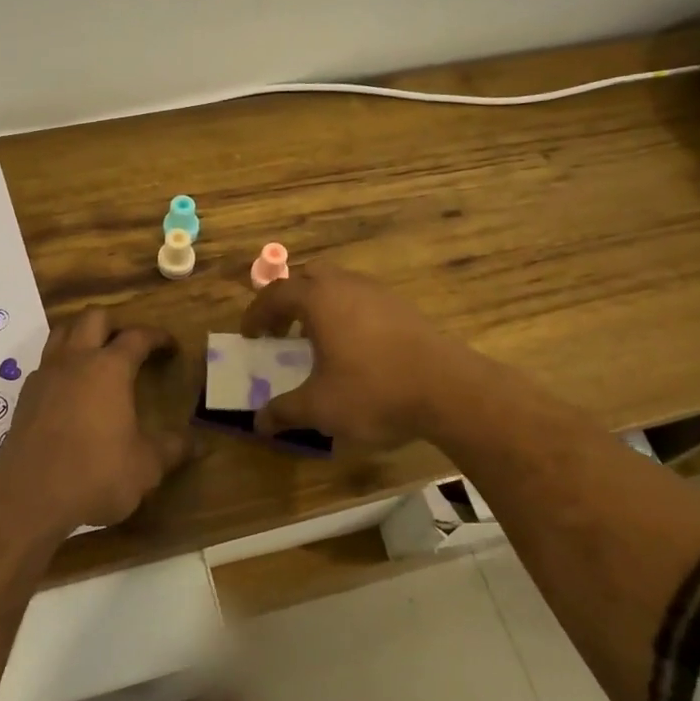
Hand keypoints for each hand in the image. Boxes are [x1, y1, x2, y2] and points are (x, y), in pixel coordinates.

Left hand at [0, 308, 190, 531]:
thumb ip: (172, 449)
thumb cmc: (95, 474)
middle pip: (94, 318)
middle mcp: (76, 360)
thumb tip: (197, 443)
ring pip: (62, 332)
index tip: (170, 345)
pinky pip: (46, 363)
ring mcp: (46, 375)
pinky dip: (61, 365)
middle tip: (129, 345)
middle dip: (115, 323)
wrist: (28, 497)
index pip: (137, 337)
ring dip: (82, 335)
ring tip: (97, 356)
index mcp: (110, 368)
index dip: (157, 337)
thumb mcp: (145, 466)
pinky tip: (70, 390)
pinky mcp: (25, 396)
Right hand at [239, 264, 478, 445]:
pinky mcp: (404, 307)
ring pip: (339, 286)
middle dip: (289, 300)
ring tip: (317, 339)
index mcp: (318, 299)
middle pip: (308, 278)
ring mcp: (379, 293)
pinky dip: (347, 314)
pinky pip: (363, 299)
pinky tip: (354, 348)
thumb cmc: (374, 391)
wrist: (449, 389)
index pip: (276, 294)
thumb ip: (284, 412)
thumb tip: (259, 423)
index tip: (250, 336)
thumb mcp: (320, 408)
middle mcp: (346, 285)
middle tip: (281, 330)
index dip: (257, 314)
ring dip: (320, 306)